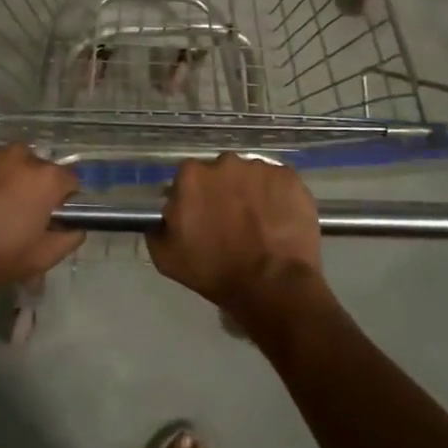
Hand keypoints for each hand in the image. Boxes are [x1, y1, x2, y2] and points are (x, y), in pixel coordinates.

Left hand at [0, 144, 84, 302]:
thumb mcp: (39, 260)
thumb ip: (68, 239)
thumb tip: (76, 227)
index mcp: (44, 177)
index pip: (70, 180)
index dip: (63, 200)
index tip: (49, 219)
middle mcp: (20, 155)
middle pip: (38, 170)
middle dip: (32, 189)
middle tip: (15, 218)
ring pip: (9, 165)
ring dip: (5, 182)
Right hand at [147, 154, 324, 323]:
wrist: (272, 285)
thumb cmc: (215, 272)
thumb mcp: (168, 258)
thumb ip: (158, 228)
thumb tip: (165, 216)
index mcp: (192, 176)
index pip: (188, 179)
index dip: (195, 198)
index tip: (202, 218)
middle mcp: (225, 161)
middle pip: (221, 172)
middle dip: (224, 192)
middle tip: (232, 221)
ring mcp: (261, 167)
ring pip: (251, 176)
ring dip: (252, 193)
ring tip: (260, 224)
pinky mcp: (290, 177)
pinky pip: (279, 183)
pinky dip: (278, 198)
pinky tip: (280, 222)